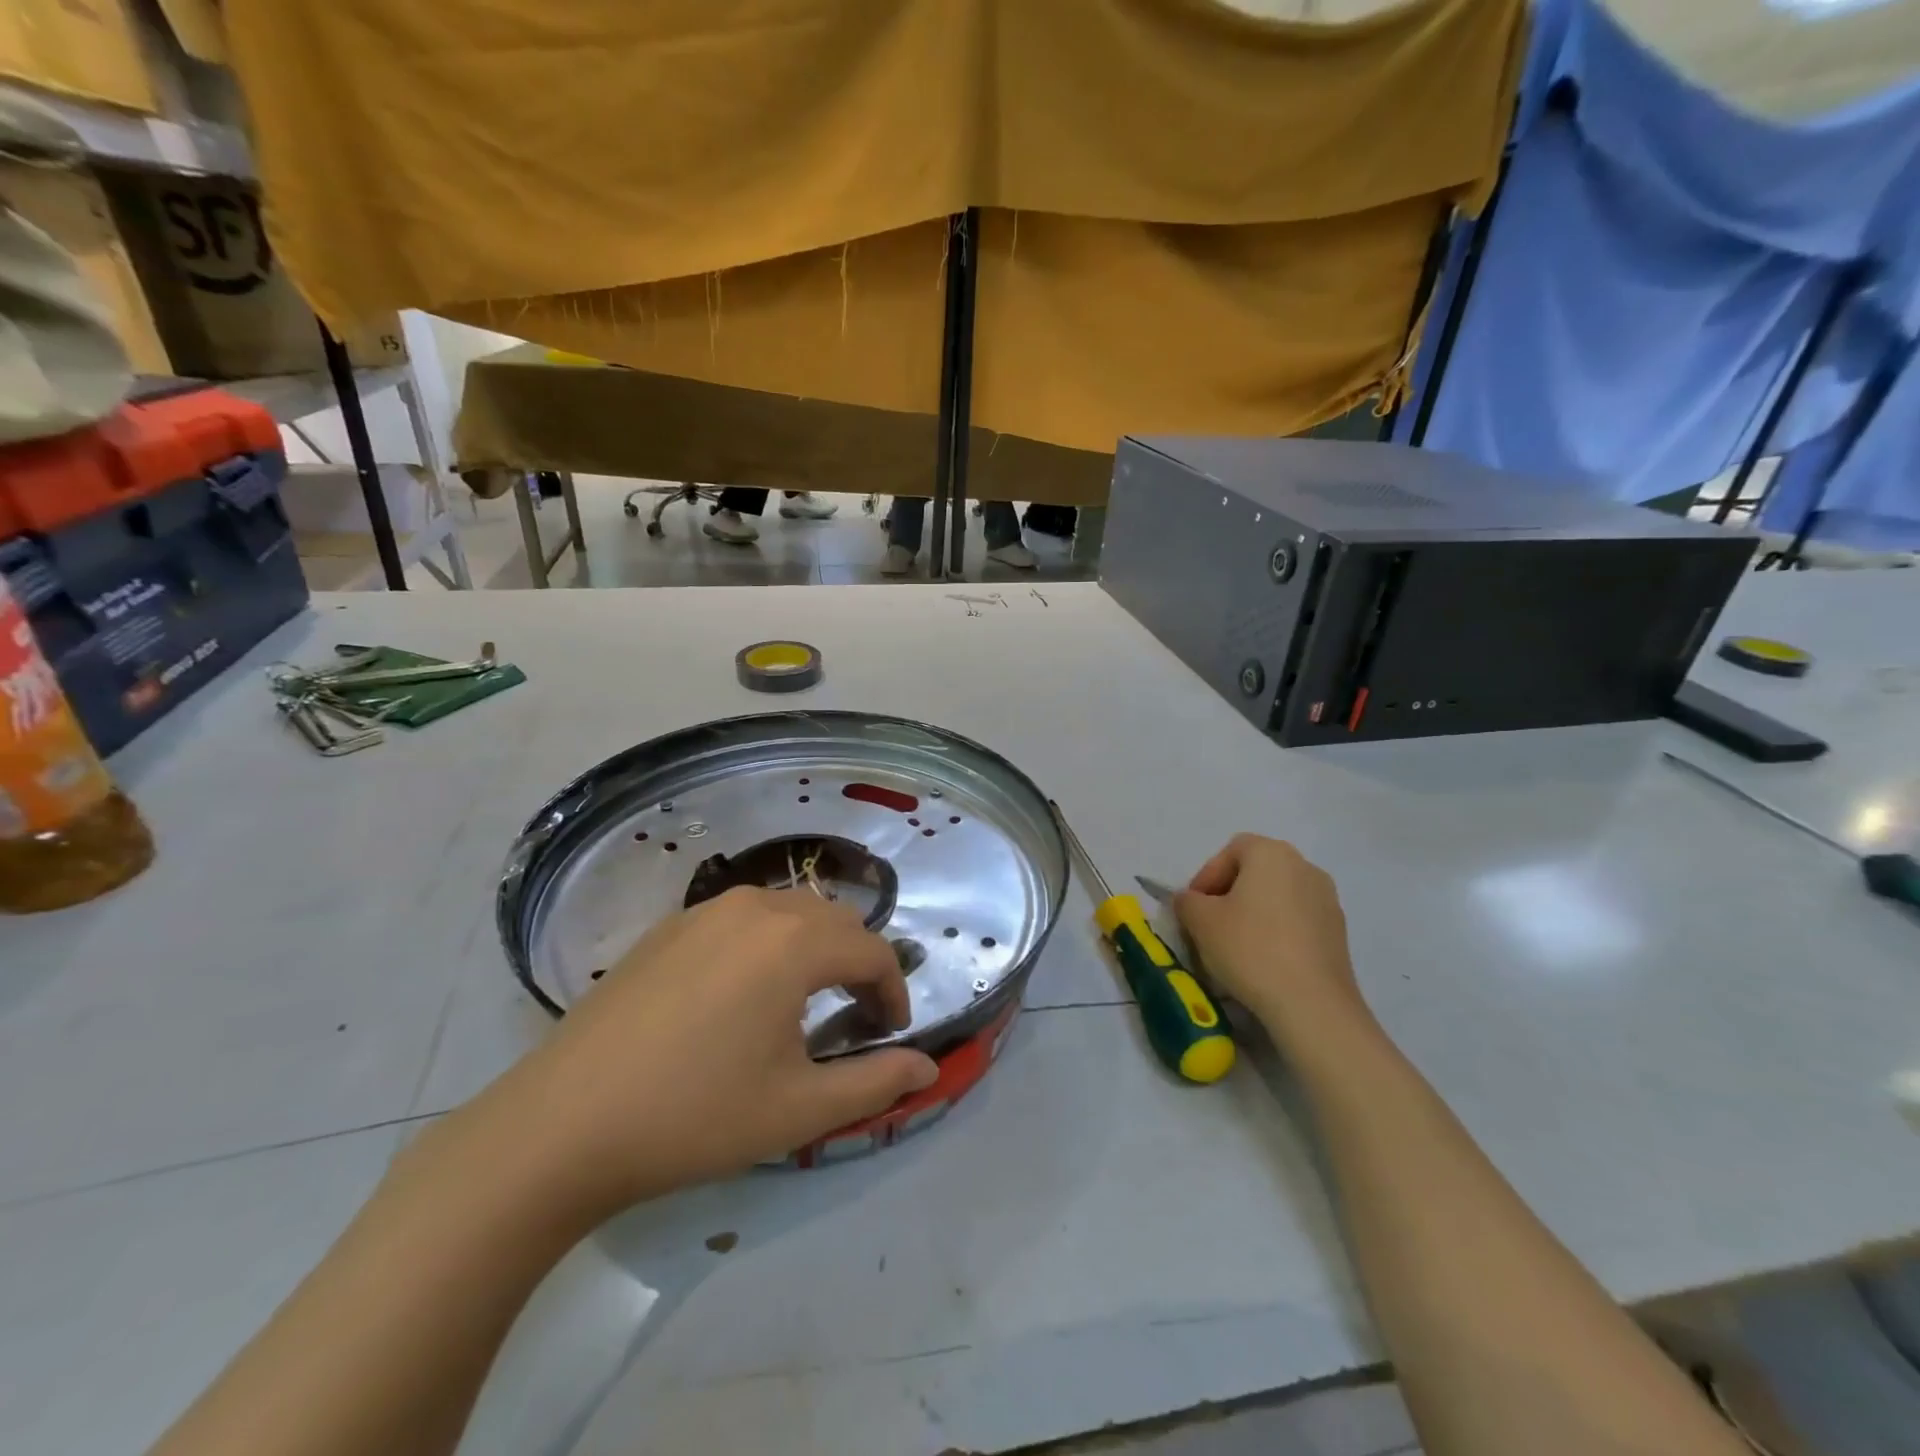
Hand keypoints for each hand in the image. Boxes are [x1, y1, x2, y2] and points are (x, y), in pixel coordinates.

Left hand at [475, 887, 938, 1221]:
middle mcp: (756, 907)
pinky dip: (767, 944)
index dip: (892, 991)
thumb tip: (927, 1069)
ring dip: (814, 948)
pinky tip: (742, 995)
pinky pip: (742, 919)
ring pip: (788, 913)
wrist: (561, 1125)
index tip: (890, 1033)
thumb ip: (875, 1083)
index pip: (871, 951)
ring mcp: (705, 911)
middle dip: (857, 963)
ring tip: (803, 1002)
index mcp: (794, 942)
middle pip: (833, 921)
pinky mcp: (668, 927)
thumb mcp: (798, 1109)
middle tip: (854, 1017)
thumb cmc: (694, 1115)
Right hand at [1173, 834, 1372, 1047]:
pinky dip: (1277, 932)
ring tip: (1235, 947)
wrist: (1312, 1004)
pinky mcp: (1339, 933)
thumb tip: (1190, 901)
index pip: (1230, 851)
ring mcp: (1327, 900)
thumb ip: (1187, 902)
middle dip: (1229, 894)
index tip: (1194, 907)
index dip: (1206, 876)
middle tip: (1210, 924)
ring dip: (1253, 914)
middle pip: (1256, 872)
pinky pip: (1297, 921)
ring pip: (1277, 897)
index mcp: (1271, 853)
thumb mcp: (1200, 921)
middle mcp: (1304, 866)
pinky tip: (1264, 962)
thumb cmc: (1250, 948)